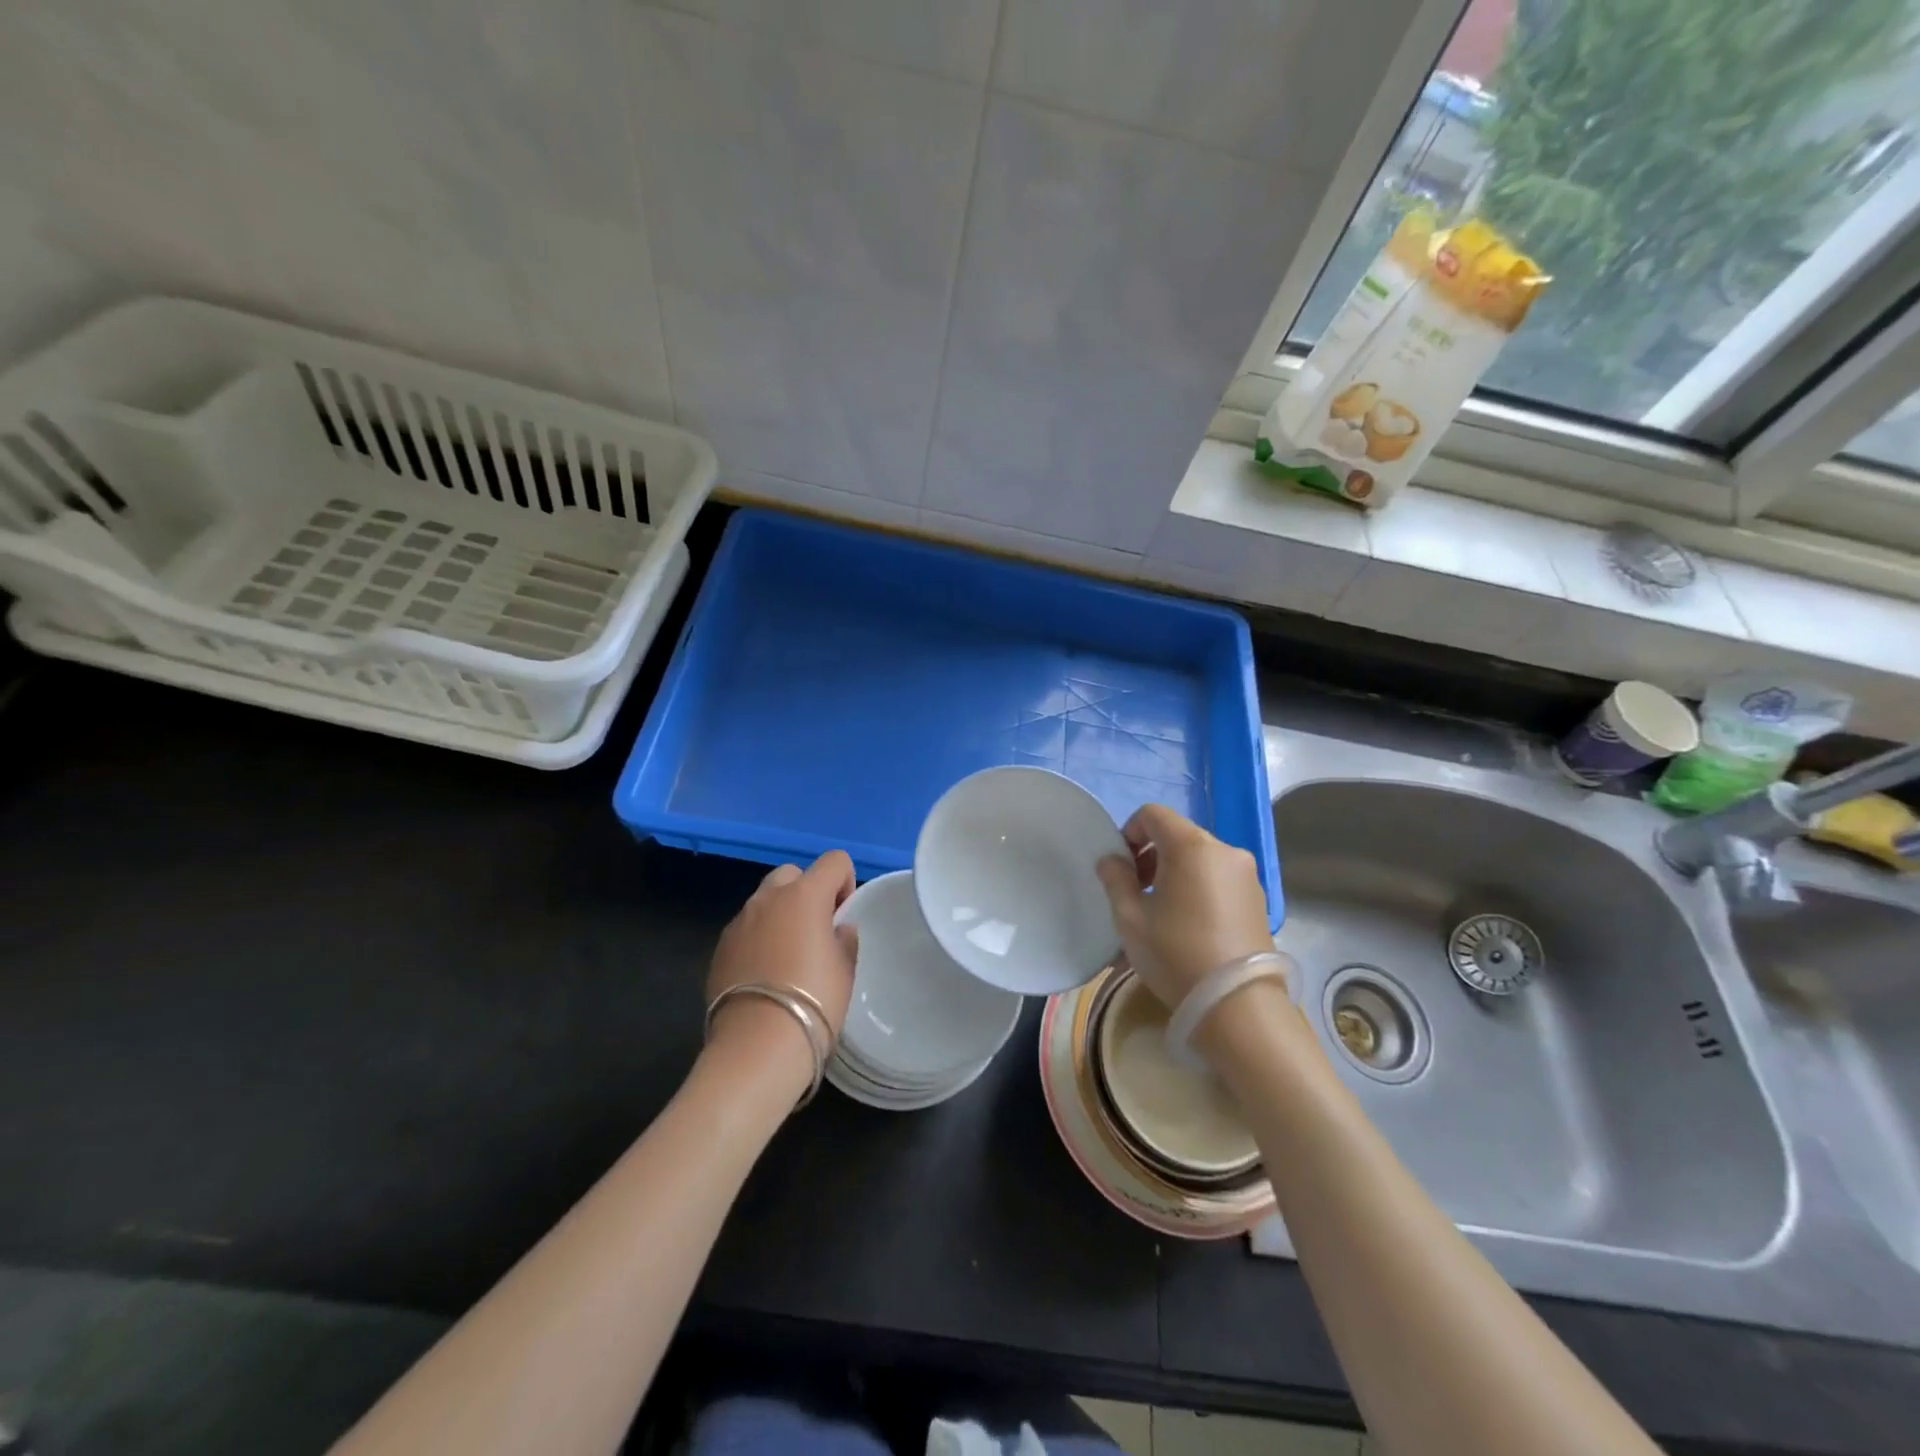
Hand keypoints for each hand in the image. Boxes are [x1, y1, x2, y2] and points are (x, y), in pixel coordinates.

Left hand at [705, 852, 858, 1085]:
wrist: (757, 1046)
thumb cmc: (814, 1001)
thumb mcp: (845, 969)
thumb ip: (843, 939)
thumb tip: (837, 929)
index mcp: (804, 894)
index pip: (834, 861)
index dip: (845, 882)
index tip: (842, 917)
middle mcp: (768, 899)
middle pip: (792, 874)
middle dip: (806, 892)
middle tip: (815, 931)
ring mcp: (738, 922)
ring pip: (764, 902)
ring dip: (780, 916)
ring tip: (788, 957)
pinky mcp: (719, 948)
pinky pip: (746, 930)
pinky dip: (758, 939)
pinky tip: (764, 976)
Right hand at [1095, 805, 1274, 1010]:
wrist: (1237, 1005)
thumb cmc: (1176, 953)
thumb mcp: (1130, 917)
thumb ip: (1115, 879)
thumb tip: (1111, 860)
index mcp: (1192, 846)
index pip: (1153, 814)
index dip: (1129, 832)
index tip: (1121, 866)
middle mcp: (1224, 851)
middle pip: (1178, 835)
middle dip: (1151, 855)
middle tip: (1136, 891)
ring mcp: (1246, 875)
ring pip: (1199, 858)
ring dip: (1174, 872)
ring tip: (1161, 912)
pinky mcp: (1258, 900)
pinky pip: (1218, 879)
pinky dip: (1197, 888)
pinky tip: (1188, 925)